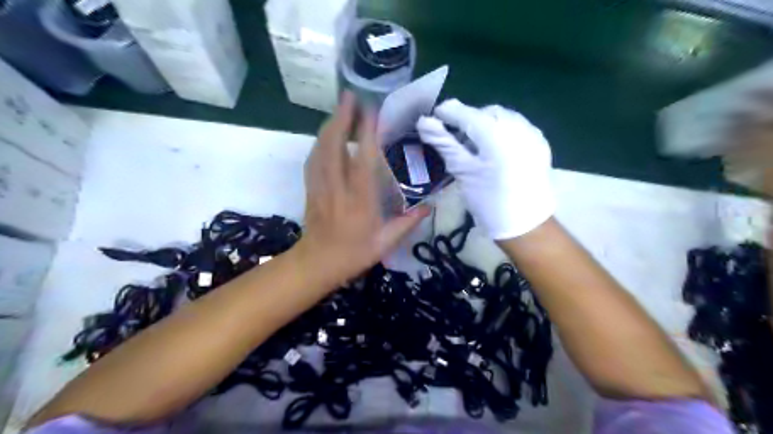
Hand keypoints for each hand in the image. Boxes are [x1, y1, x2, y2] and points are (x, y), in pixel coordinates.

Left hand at [297, 93, 431, 285]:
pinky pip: (313, 159)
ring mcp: (320, 186)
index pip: (362, 160)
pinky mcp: (310, 188)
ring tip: (341, 108)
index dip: (366, 133)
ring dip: (330, 125)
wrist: (317, 263)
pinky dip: (320, 142)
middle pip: (334, 145)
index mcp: (359, 200)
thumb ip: (407, 223)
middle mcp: (337, 188)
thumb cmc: (353, 254)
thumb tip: (428, 206)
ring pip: (321, 149)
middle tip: (350, 96)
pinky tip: (327, 135)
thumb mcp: (386, 243)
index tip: (371, 112)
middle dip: (341, 118)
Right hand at [421, 99, 551, 240]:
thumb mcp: (463, 171)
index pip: (465, 112)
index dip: (446, 114)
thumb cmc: (489, 200)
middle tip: (455, 142)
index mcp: (496, 131)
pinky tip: (495, 151)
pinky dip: (500, 132)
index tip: (433, 123)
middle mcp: (517, 124)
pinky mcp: (539, 143)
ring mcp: (532, 132)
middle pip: (485, 113)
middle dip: (467, 121)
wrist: (527, 225)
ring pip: (501, 118)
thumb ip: (444, 143)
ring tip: (475, 148)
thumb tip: (423, 122)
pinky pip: (515, 127)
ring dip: (484, 126)